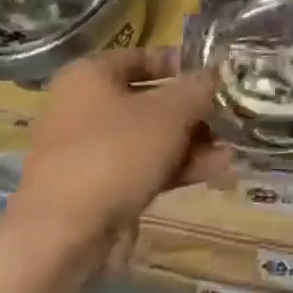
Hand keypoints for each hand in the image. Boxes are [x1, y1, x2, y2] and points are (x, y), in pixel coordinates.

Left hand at [4, 48, 229, 262]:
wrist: (62, 235)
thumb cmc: (116, 153)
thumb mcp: (170, 112)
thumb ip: (199, 88)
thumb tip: (216, 74)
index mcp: (90, 76)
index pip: (143, 57)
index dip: (182, 64)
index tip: (215, 75)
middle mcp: (83, 107)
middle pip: (150, 100)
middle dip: (194, 111)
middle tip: (228, 117)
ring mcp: (87, 150)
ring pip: (150, 137)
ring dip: (191, 142)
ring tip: (229, 150)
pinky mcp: (95, 187)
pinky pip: (142, 167)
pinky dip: (175, 167)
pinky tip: (214, 171)